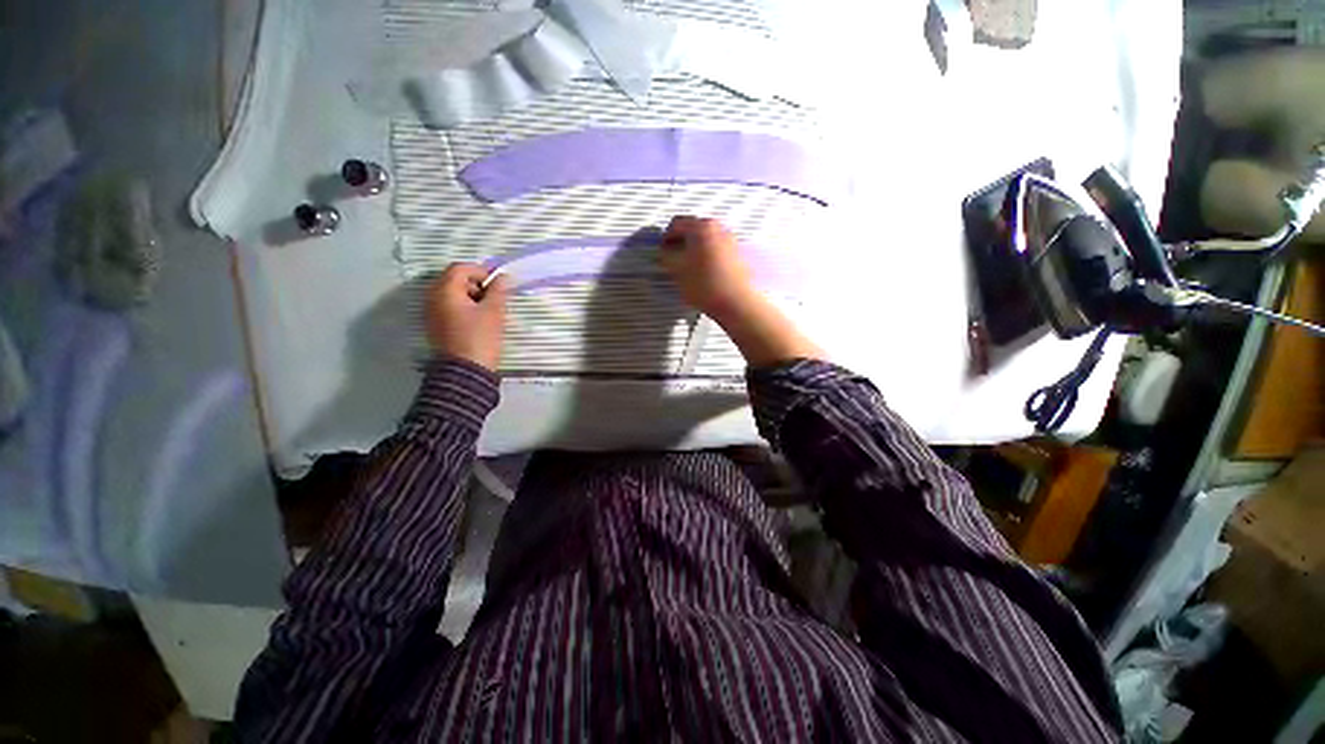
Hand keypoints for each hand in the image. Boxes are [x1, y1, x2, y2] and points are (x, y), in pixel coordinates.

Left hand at [425, 263, 510, 370]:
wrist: (465, 371)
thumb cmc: (480, 338)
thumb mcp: (494, 311)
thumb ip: (498, 290)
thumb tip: (502, 276)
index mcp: (444, 291)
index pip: (460, 268)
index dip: (481, 271)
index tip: (498, 285)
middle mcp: (432, 298)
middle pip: (453, 280)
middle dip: (475, 284)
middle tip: (494, 298)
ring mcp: (432, 313)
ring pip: (452, 294)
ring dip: (471, 297)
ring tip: (488, 311)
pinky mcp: (436, 326)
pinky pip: (449, 308)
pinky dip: (463, 308)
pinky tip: (478, 321)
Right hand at [659, 215, 824, 365]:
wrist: (741, 305)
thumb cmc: (706, 286)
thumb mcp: (679, 272)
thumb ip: (669, 258)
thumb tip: (666, 252)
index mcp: (704, 229)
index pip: (678, 223)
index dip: (667, 236)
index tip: (663, 252)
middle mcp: (721, 230)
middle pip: (695, 230)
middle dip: (683, 244)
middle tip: (675, 264)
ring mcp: (734, 243)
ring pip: (709, 242)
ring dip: (697, 252)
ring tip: (691, 274)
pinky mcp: (742, 258)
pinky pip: (720, 252)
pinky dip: (710, 259)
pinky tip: (708, 278)